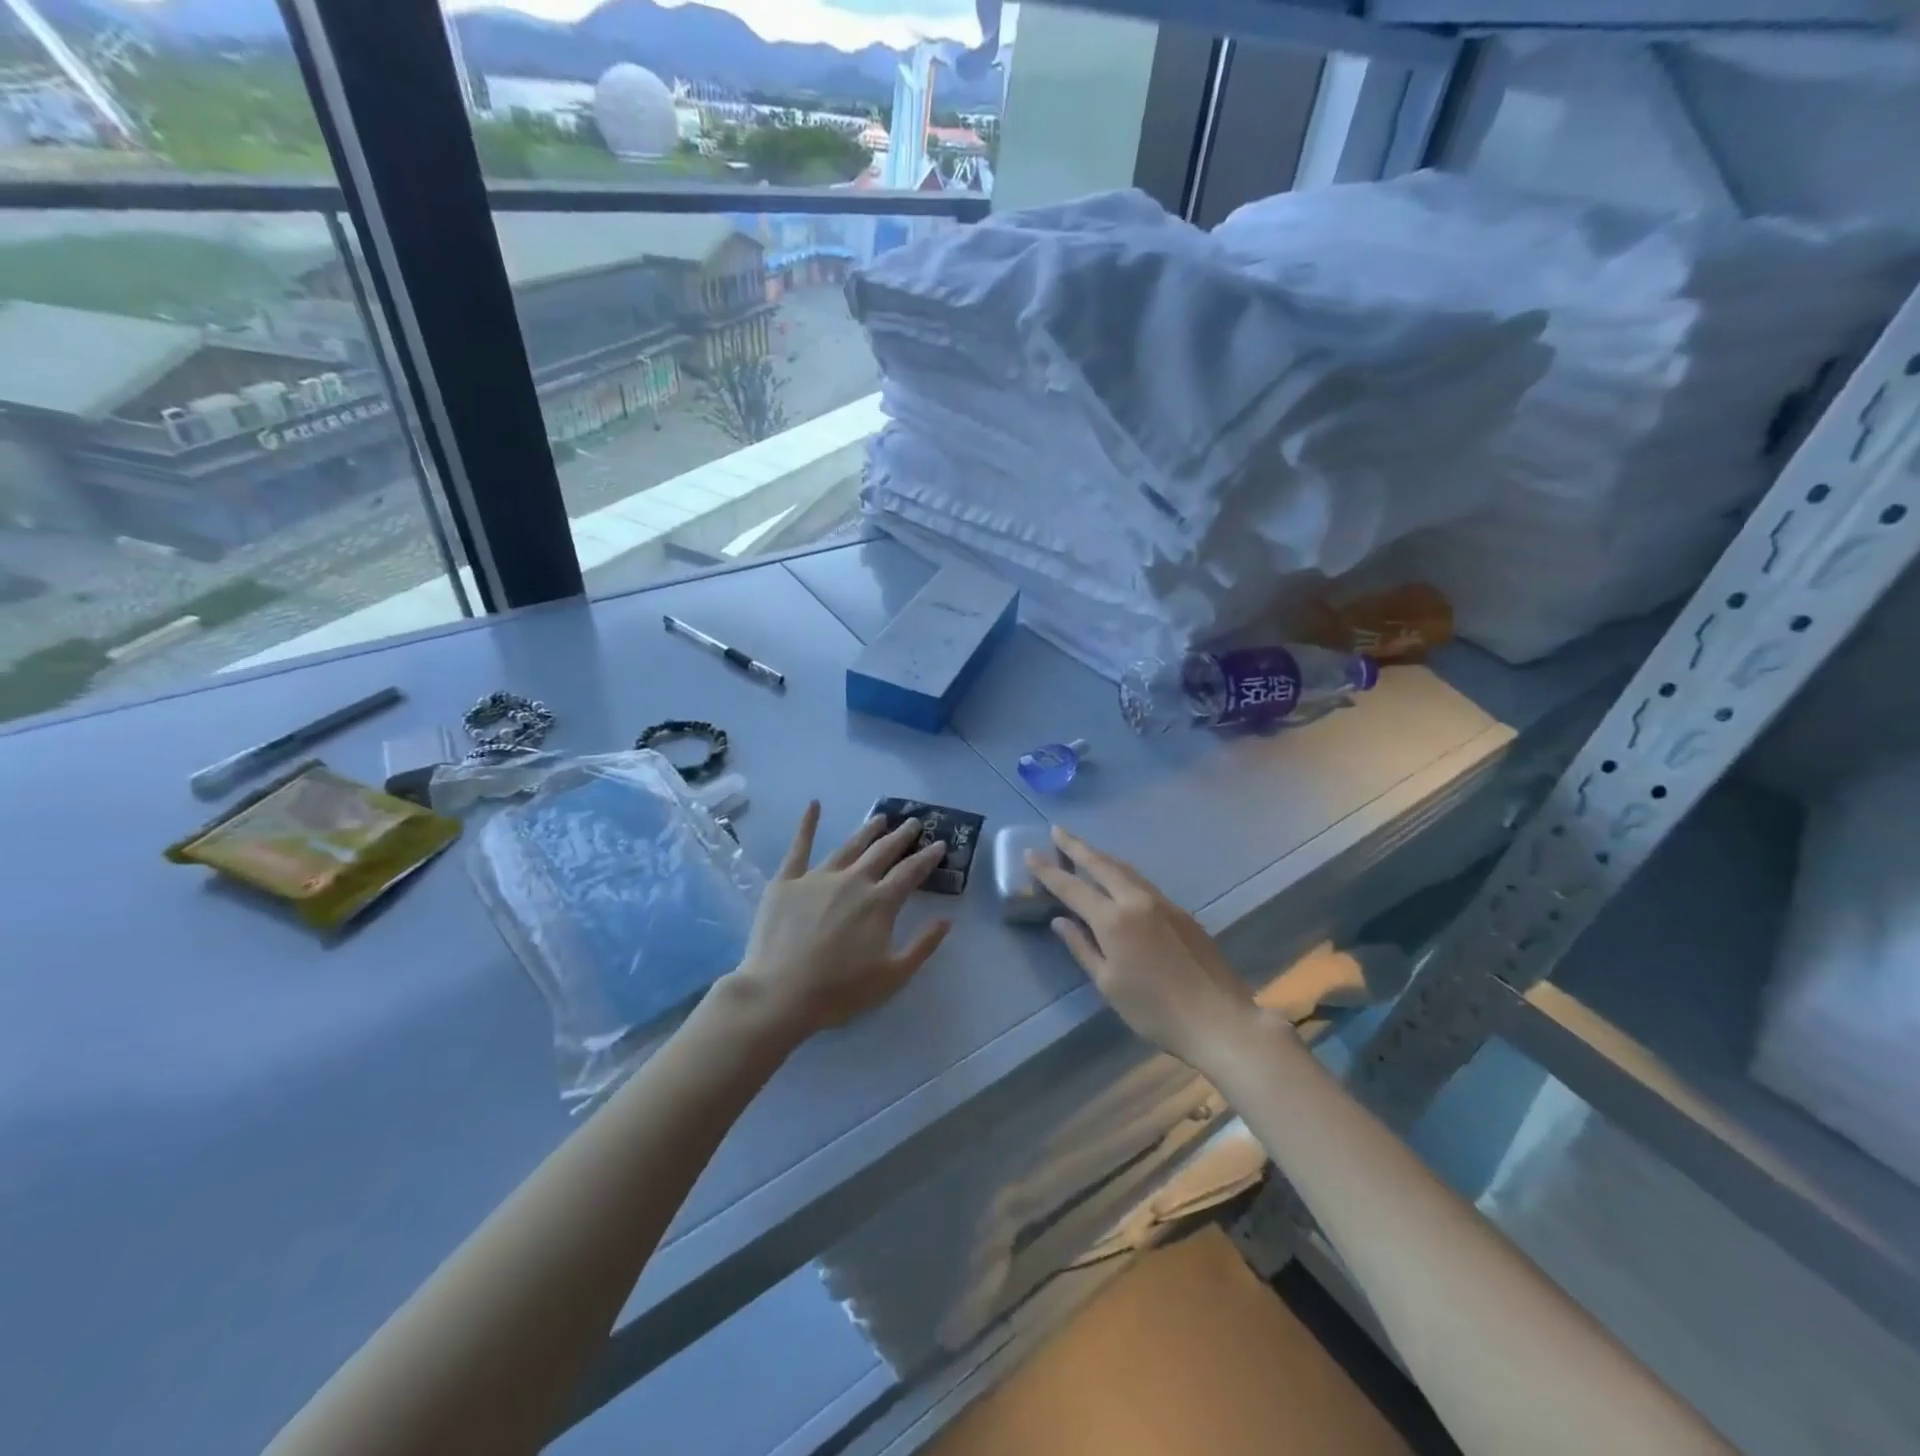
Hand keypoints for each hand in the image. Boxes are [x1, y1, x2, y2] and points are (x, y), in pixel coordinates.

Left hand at [731, 802, 952, 1040]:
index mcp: (880, 902)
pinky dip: (808, 825)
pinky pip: (799, 847)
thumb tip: (945, 919)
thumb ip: (923, 945)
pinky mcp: (787, 881)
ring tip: (880, 817)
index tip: (939, 844)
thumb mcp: (893, 976)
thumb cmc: (839, 991)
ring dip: (867, 830)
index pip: (911, 872)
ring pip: (849, 846)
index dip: (927, 857)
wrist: (780, 994)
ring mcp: (818, 877)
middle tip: (914, 822)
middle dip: (901, 836)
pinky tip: (814, 805)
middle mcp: (853, 881)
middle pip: (883, 852)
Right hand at [1027, 827, 1256, 1067]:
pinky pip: (1142, 882)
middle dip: (1077, 846)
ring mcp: (1163, 903)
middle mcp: (1137, 901)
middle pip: (1101, 864)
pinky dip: (1122, 873)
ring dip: (1101, 856)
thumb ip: (1082, 948)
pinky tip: (1118, 879)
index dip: (1048, 870)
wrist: (1218, 1019)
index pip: (1072, 887)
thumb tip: (1060, 921)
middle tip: (1057, 830)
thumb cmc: (1154, 1010)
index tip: (1029, 853)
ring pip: (1125, 869)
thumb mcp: (1108, 984)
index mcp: (1114, 920)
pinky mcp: (1181, 912)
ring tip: (1083, 849)